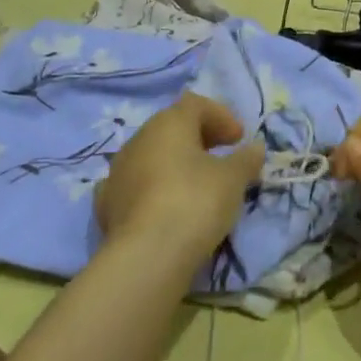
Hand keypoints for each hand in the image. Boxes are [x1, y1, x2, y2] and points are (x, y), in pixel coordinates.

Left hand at [94, 93, 263, 265]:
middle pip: (171, 127)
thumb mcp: (233, 179)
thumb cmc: (195, 202)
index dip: (220, 116)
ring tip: (196, 184)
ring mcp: (117, 171)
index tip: (239, 139)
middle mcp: (139, 138)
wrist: (146, 256)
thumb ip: (246, 159)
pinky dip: (152, 188)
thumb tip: (255, 147)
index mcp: (169, 123)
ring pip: (151, 156)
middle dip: (199, 138)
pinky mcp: (106, 204)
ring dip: (174, 163)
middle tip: (222, 156)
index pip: (196, 104)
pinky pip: (135, 185)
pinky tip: (163, 205)